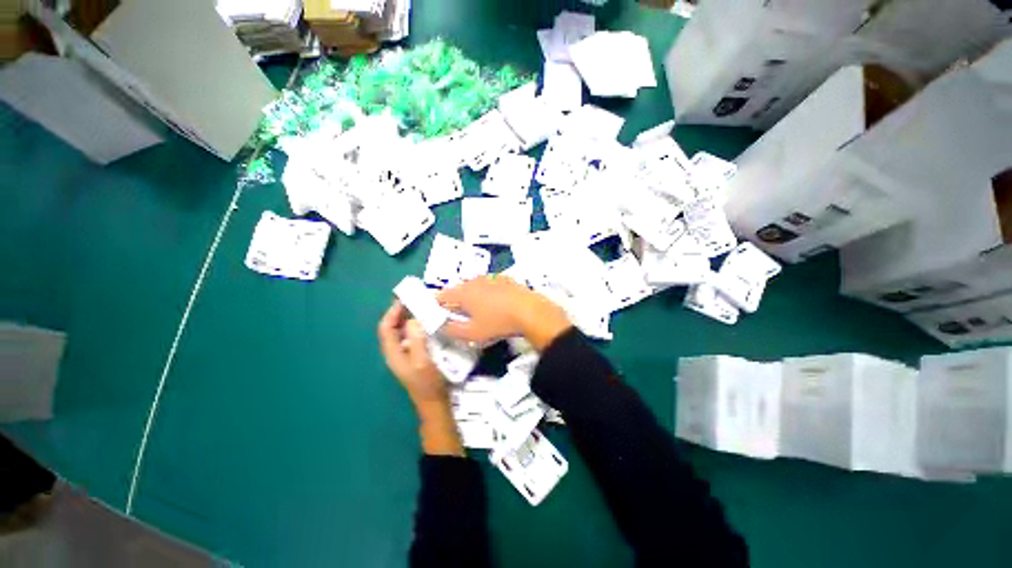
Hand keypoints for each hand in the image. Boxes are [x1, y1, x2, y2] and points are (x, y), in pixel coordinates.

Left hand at [378, 300, 462, 455]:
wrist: (435, 403)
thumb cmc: (428, 383)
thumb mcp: (422, 361)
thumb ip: (416, 340)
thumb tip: (414, 319)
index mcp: (393, 353)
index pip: (386, 328)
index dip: (392, 312)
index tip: (404, 299)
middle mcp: (396, 352)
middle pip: (392, 328)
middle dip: (400, 313)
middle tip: (415, 299)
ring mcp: (405, 354)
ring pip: (402, 331)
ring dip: (409, 318)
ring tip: (422, 307)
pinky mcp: (415, 355)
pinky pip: (412, 336)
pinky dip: (417, 326)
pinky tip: (429, 323)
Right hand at [437, 275, 571, 350]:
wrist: (529, 311)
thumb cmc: (497, 323)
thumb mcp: (472, 333)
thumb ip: (452, 330)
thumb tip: (440, 326)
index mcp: (462, 292)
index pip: (441, 296)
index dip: (437, 305)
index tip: (438, 314)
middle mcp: (474, 281)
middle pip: (457, 289)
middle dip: (455, 301)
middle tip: (458, 315)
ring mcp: (490, 278)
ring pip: (474, 286)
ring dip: (471, 296)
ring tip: (477, 310)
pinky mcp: (504, 279)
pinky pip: (489, 285)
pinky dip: (487, 293)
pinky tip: (495, 303)